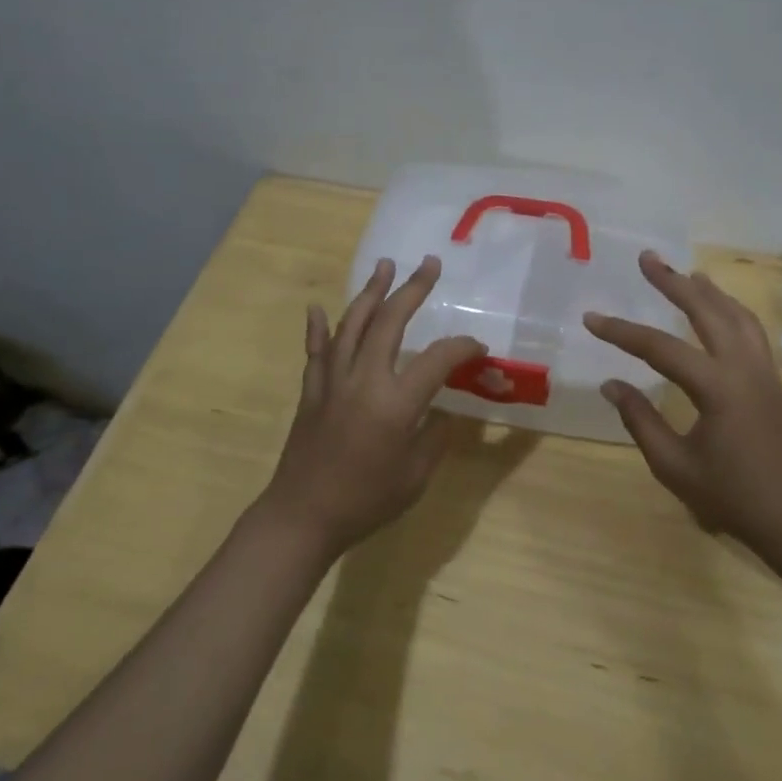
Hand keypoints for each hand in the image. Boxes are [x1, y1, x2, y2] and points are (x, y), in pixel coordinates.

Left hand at [258, 256, 485, 559]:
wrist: (303, 517)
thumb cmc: (366, 501)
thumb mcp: (416, 476)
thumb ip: (434, 436)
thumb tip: (443, 411)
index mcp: (397, 402)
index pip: (438, 358)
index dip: (463, 347)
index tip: (478, 348)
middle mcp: (365, 379)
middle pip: (390, 321)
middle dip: (413, 289)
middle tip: (430, 264)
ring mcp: (333, 381)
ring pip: (352, 324)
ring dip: (370, 292)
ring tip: (384, 265)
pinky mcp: (311, 390)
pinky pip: (316, 351)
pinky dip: (317, 327)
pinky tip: (317, 308)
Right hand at [584, 251, 781, 556]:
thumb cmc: (731, 497)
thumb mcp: (673, 465)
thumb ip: (640, 420)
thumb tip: (612, 384)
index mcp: (717, 388)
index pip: (660, 348)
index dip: (622, 332)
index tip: (591, 318)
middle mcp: (743, 368)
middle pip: (707, 311)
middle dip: (673, 283)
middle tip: (647, 258)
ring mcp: (764, 371)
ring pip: (737, 315)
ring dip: (708, 291)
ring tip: (684, 274)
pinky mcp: (773, 380)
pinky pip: (751, 331)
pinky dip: (731, 310)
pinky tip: (719, 310)